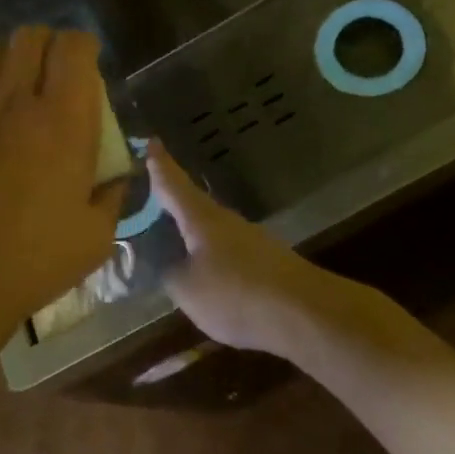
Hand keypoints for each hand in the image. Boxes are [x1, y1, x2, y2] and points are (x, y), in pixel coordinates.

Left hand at [0, 27, 122, 346]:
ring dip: (6, 61)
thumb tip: (115, 176)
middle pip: (29, 37)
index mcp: (62, 120)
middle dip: (46, 46)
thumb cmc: (31, 261)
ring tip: (8, 87)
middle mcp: (15, 99)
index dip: (83, 46)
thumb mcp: (95, 237)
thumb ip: (112, 196)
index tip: (87, 63)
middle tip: (50, 74)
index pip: (74, 47)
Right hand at [150, 141, 345, 356]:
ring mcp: (248, 239)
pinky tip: (204, 271)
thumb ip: (170, 273)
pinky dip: (210, 253)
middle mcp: (224, 220)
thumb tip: (165, 263)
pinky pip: (226, 250)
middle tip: (151, 193)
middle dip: (172, 199)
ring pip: (211, 228)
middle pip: (192, 203)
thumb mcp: (187, 289)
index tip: (151, 141)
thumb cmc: (236, 293)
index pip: (173, 184)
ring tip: (171, 236)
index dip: (160, 165)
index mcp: (200, 218)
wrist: (303, 312)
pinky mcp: (263, 261)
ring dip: (191, 229)